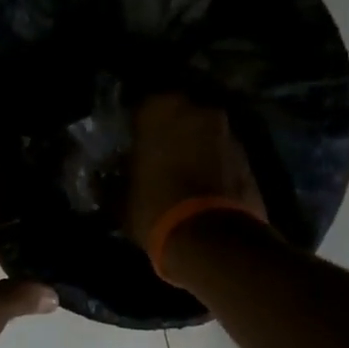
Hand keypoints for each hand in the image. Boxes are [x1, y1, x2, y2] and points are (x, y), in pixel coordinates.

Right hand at [124, 92, 266, 251]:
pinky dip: (212, 164)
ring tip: (180, 173)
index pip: (141, 108)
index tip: (130, 145)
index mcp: (159, 110)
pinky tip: (201, 186)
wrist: (211, 239)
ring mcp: (226, 132)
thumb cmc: (155, 209)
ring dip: (193, 147)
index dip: (136, 128)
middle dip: (168, 133)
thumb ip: (110, 181)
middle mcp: (196, 110)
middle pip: (177, 115)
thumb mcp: (119, 200)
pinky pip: (221, 153)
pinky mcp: (247, 156)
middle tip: (155, 157)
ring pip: (202, 133)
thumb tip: (100, 180)